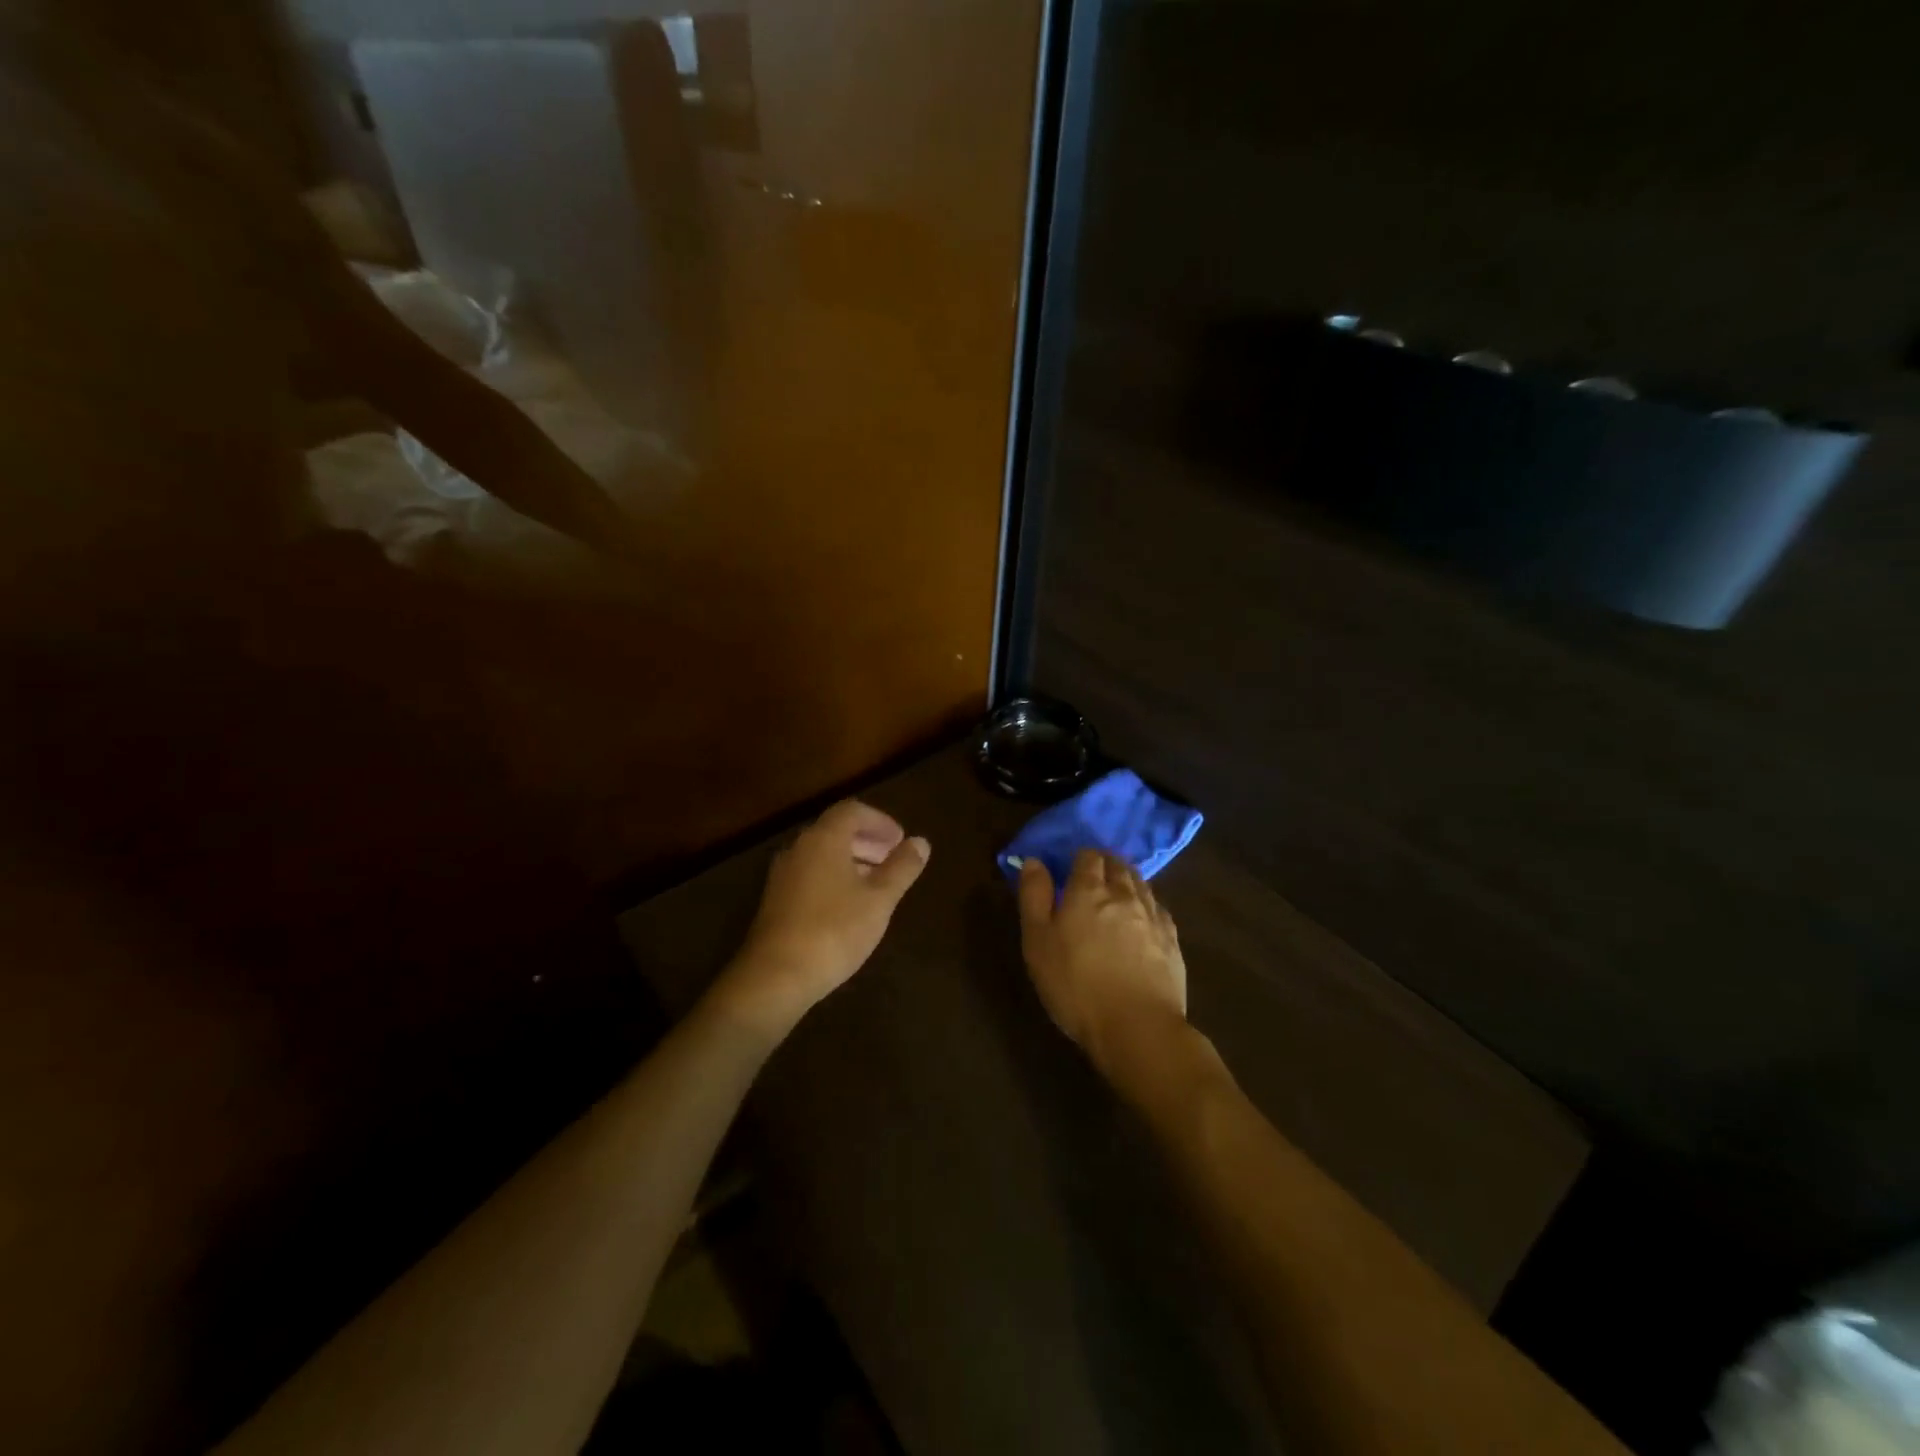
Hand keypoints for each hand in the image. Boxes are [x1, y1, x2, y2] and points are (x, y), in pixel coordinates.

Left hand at [718, 801, 930, 1034]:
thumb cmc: (835, 930)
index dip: (880, 821)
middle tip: (893, 859)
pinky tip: (849, 905)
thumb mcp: (879, 899)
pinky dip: (834, 877)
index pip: (852, 811)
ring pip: (822, 854)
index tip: (900, 840)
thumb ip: (902, 868)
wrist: (776, 976)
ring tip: (876, 883)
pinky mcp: (776, 900)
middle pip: (836, 830)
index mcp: (823, 839)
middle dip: (867, 840)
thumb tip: (921, 842)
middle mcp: (799, 848)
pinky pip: (810, 874)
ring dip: (851, 860)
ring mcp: (783, 875)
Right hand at [1018, 851, 1187, 1076]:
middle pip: (1117, 864)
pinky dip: (1146, 905)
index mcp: (1088, 890)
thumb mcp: (1037, 942)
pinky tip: (1142, 919)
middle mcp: (1124, 894)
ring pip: (1140, 883)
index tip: (1069, 870)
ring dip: (1127, 881)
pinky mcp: (1172, 940)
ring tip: (1116, 895)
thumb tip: (1033, 861)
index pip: (1087, 856)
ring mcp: (1153, 915)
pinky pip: (1158, 908)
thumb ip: (1034, 896)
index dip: (1078, 858)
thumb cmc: (1075, 984)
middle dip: (1104, 865)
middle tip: (1091, 880)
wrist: (1137, 1027)